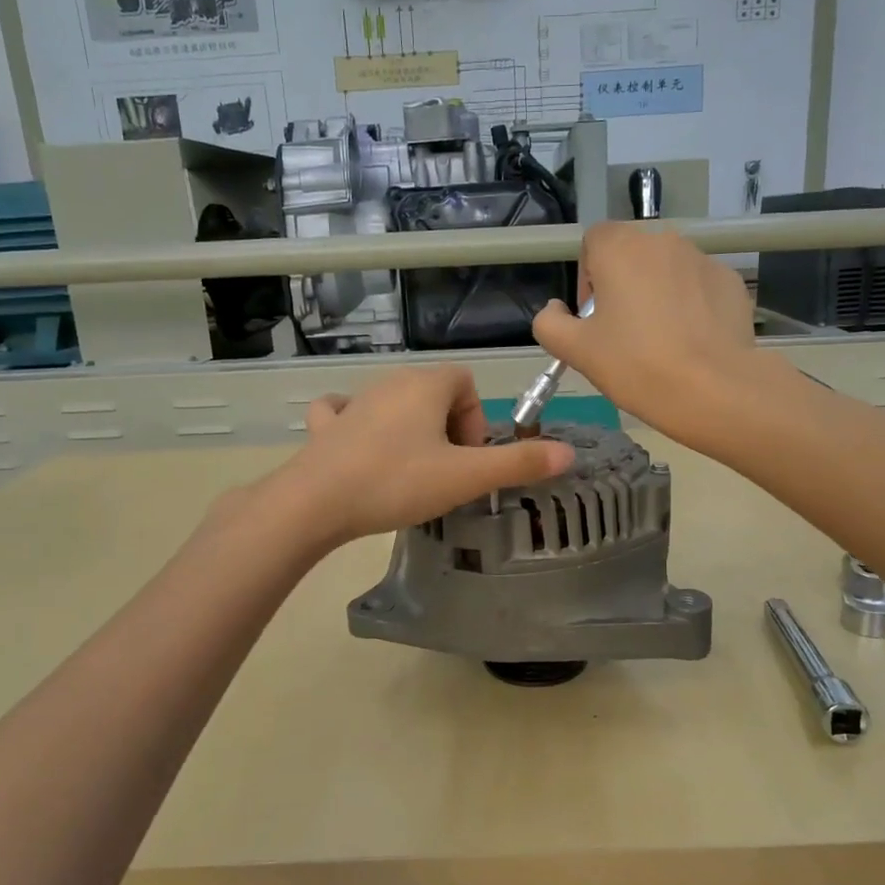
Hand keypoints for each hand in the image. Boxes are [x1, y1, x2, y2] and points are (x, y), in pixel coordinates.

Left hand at [267, 365, 573, 545]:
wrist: (316, 502)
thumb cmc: (397, 482)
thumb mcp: (465, 477)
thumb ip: (518, 463)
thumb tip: (569, 454)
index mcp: (426, 385)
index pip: (466, 384)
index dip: (476, 421)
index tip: (468, 460)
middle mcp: (390, 382)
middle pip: (434, 394)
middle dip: (448, 430)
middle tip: (445, 473)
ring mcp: (353, 401)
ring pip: (395, 405)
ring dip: (411, 432)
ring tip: (409, 474)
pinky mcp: (325, 425)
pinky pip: (346, 412)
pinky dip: (358, 425)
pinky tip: (359, 449)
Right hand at [533, 222, 760, 443]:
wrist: (712, 389)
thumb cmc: (635, 364)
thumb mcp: (575, 351)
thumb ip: (549, 323)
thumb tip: (555, 309)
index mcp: (621, 248)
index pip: (594, 240)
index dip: (587, 276)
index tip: (593, 317)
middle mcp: (663, 240)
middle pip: (632, 255)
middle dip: (623, 286)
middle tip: (623, 333)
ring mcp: (702, 259)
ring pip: (667, 271)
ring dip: (657, 294)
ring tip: (660, 342)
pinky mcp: (730, 282)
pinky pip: (699, 287)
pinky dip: (691, 306)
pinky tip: (691, 343)